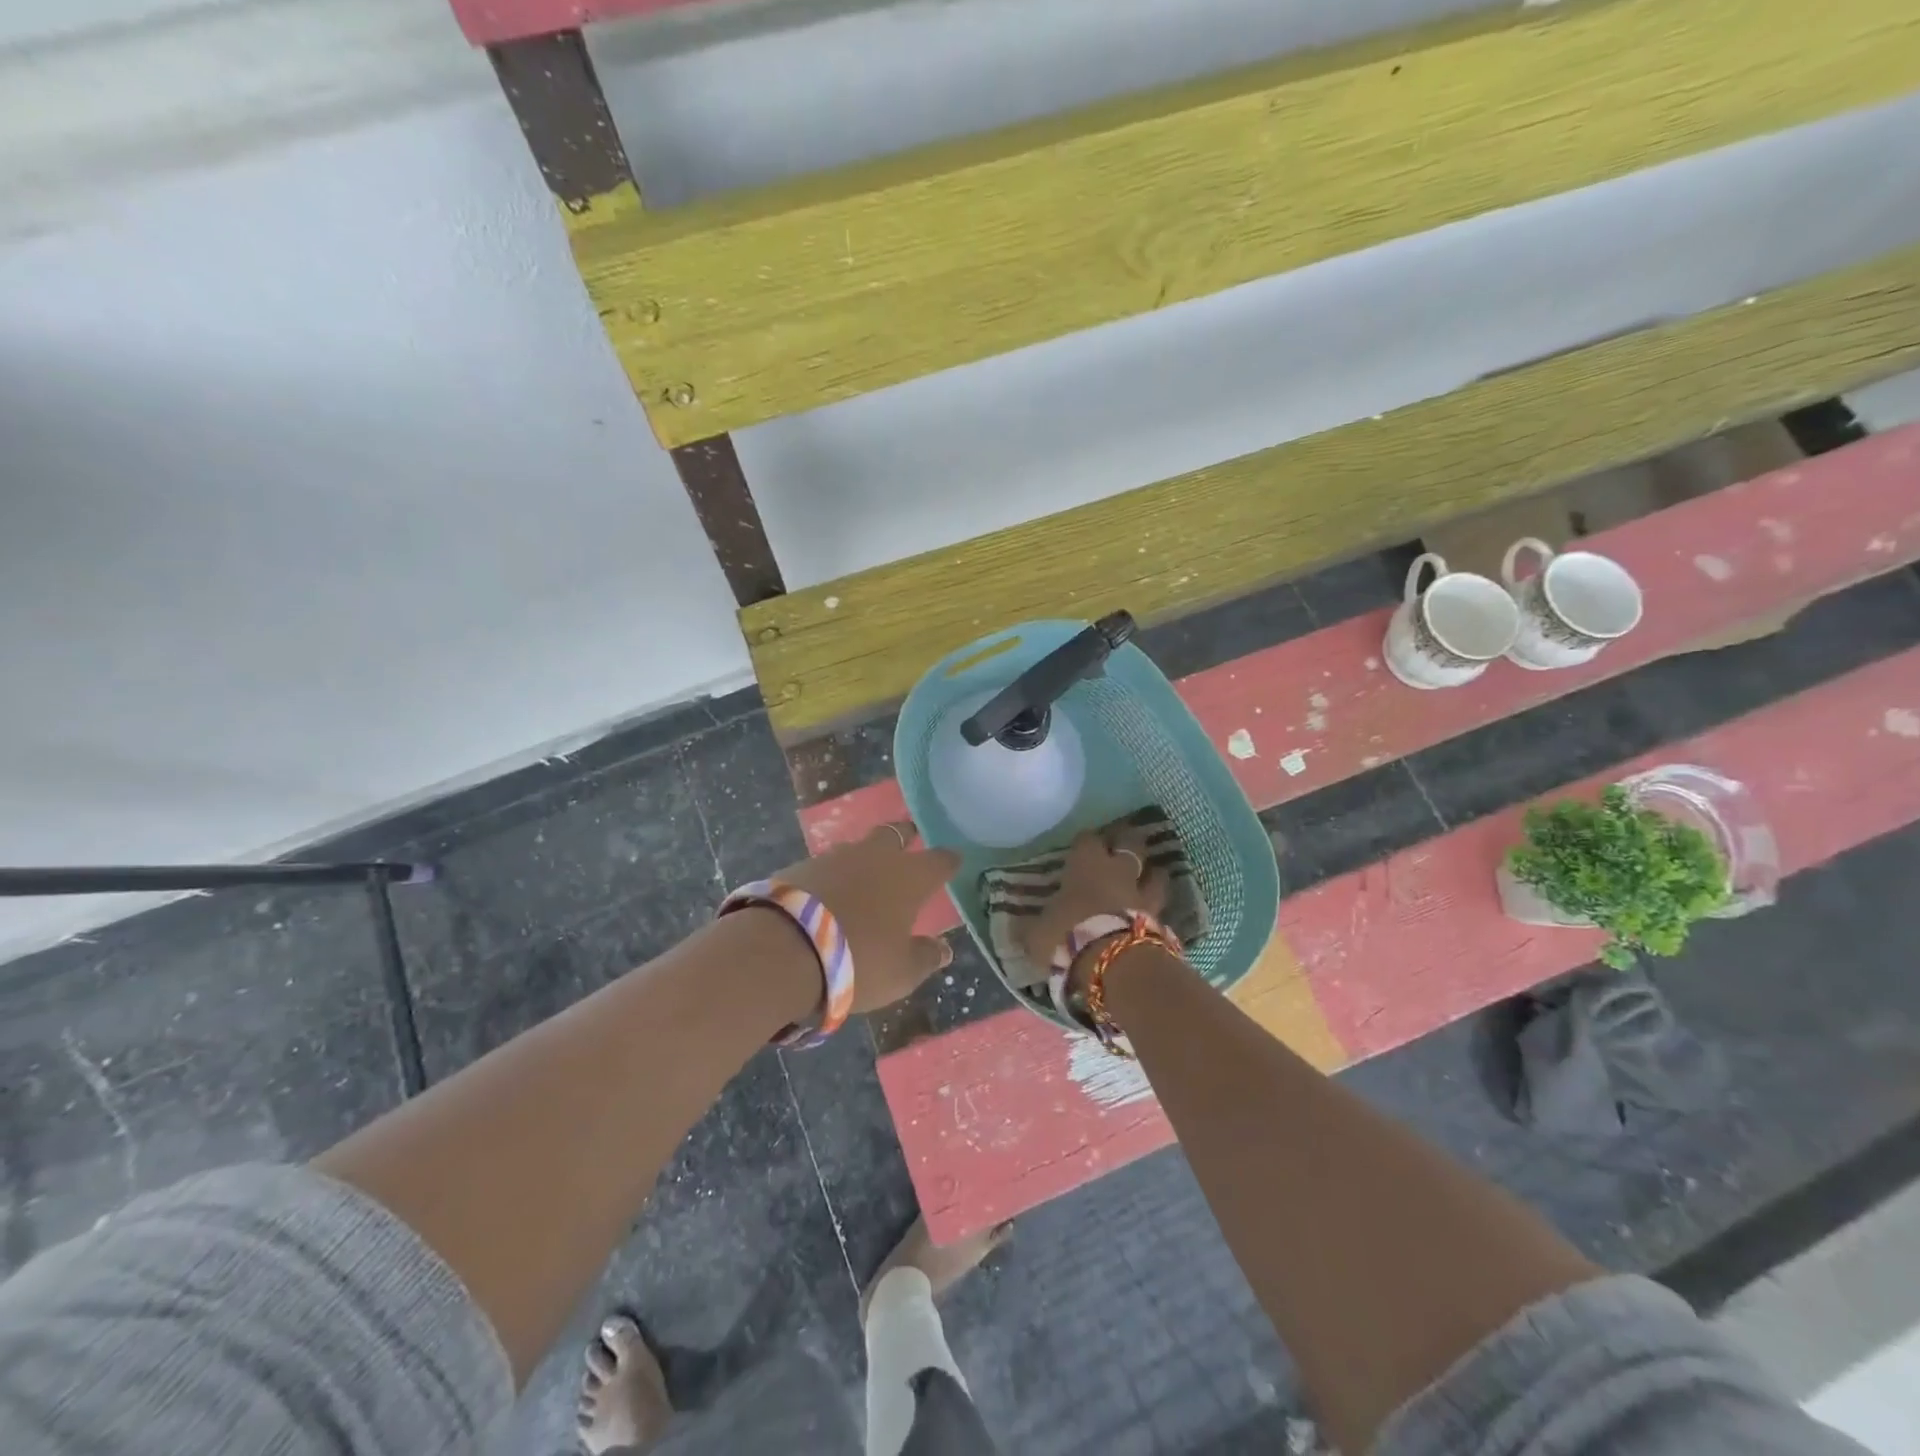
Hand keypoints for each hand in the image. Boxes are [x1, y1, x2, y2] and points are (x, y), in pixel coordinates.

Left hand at [772, 822, 960, 1012]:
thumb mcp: (901, 973)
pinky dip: (832, 876)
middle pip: (895, 834)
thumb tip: (943, 949)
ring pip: (857, 847)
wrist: (783, 949)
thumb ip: (925, 957)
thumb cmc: (858, 960)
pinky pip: (825, 866)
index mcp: (909, 877)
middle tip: (910, 842)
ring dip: (864, 857)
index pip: (939, 860)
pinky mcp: (800, 867)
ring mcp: (834, 857)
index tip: (953, 860)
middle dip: (905, 837)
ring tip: (864, 874)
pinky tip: (828, 893)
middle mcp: (875, 857)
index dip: (948, 861)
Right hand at [1020, 828, 1167, 969]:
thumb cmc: (1068, 936)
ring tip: (1148, 878)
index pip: (1087, 839)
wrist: (1114, 963)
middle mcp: (1118, 871)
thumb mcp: (1036, 934)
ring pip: (1157, 873)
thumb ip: (1030, 927)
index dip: (1085, 842)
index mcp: (1086, 864)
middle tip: (1122, 847)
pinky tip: (1153, 915)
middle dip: (1128, 843)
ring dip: (1152, 875)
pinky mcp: (1161, 921)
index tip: (1082, 847)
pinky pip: (1162, 908)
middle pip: (1131, 844)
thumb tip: (1016, 926)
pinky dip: (1157, 909)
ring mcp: (1144, 895)